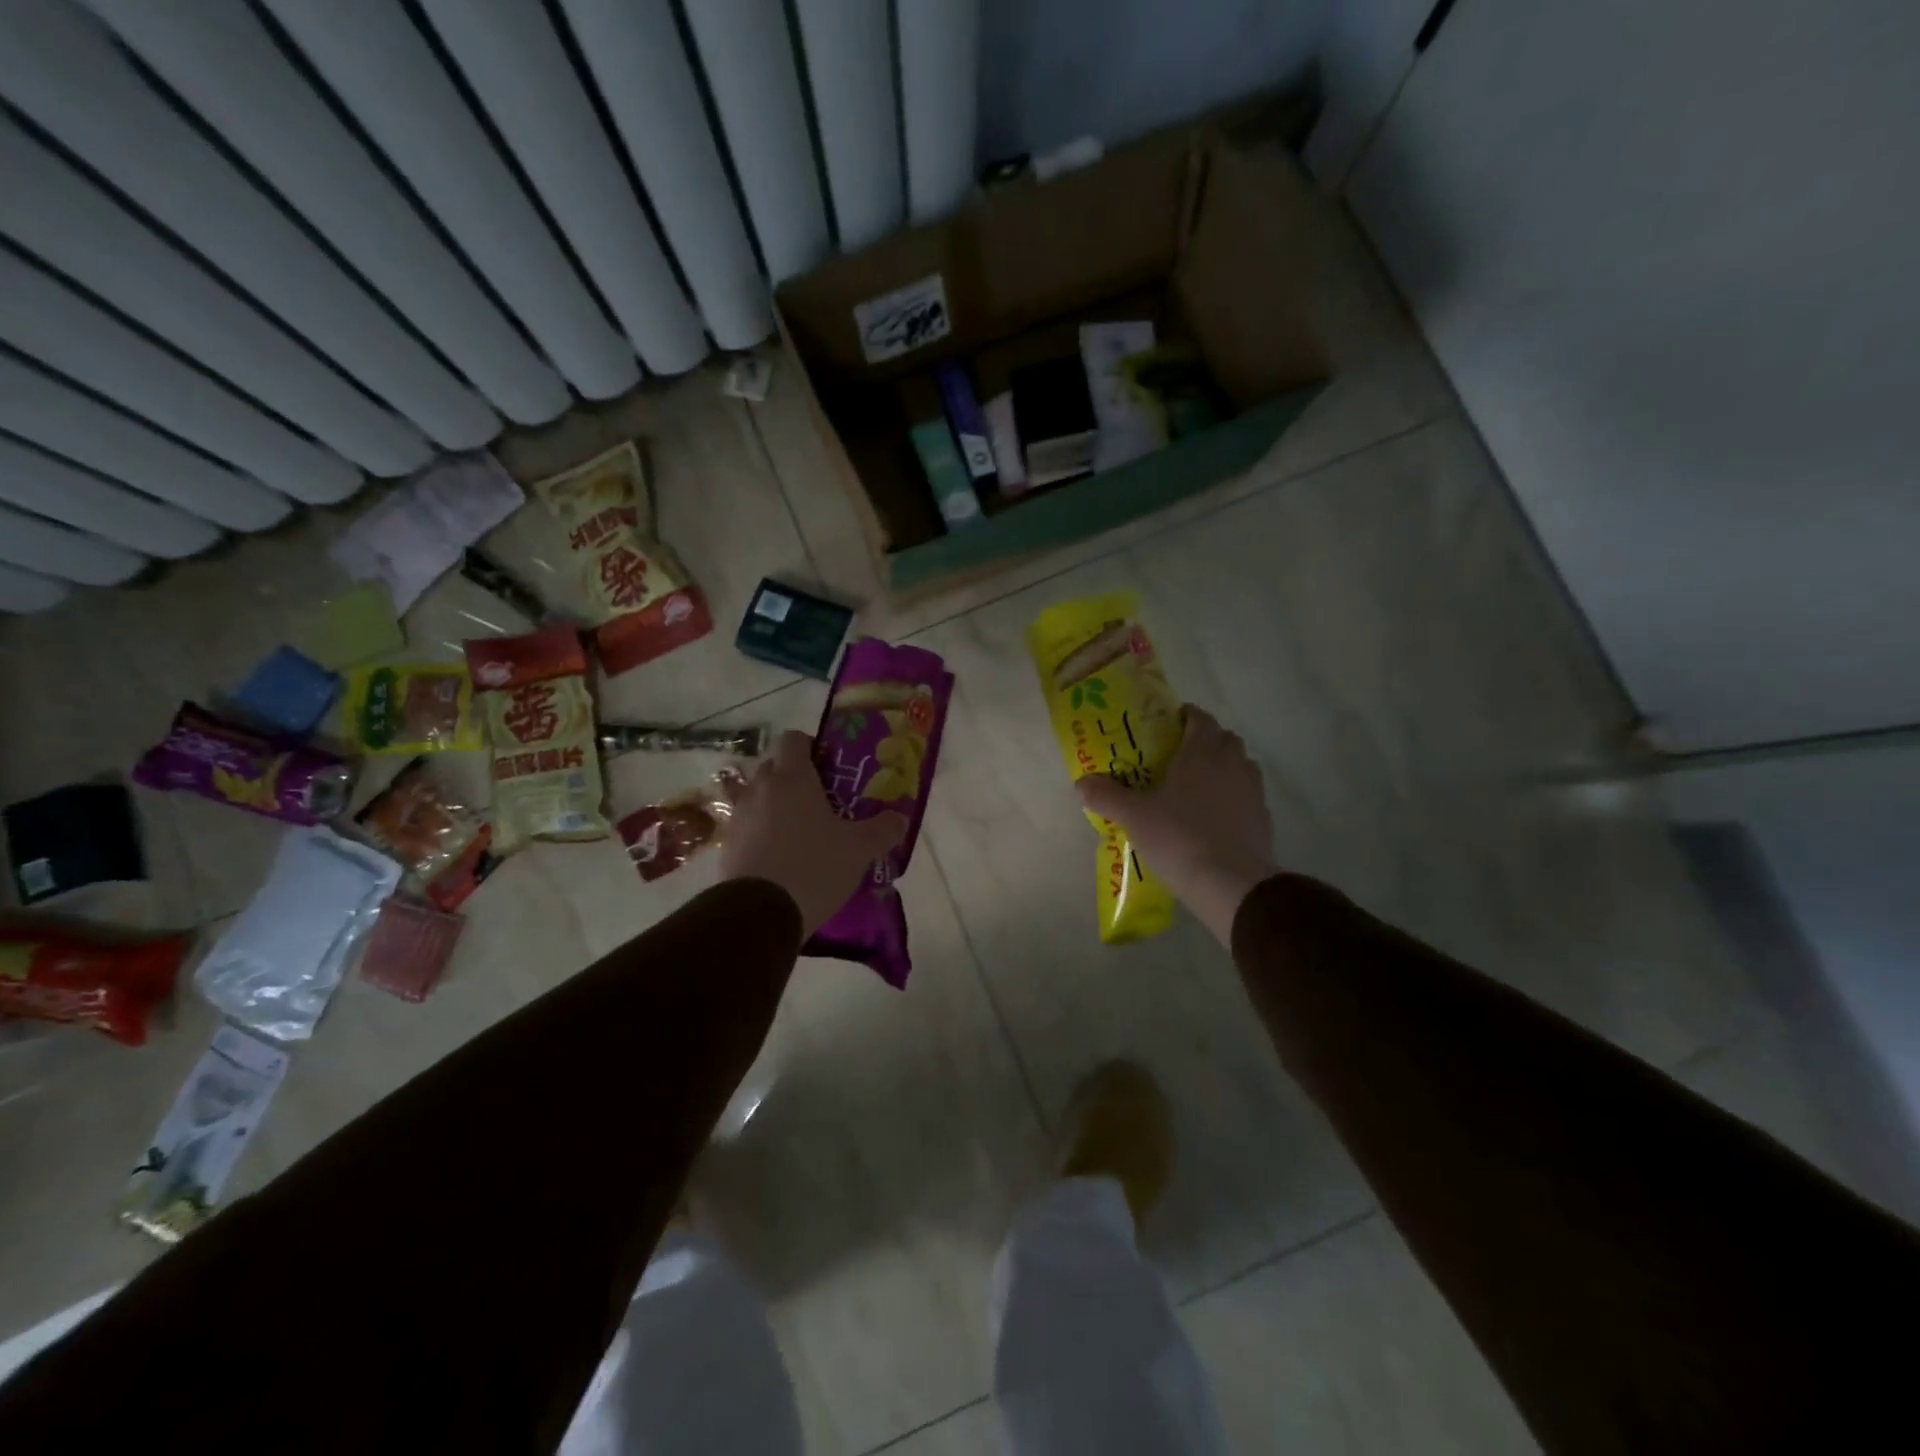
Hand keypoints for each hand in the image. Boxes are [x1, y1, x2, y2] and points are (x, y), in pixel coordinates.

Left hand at [720, 730, 907, 936]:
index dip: (810, 747)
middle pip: (773, 766)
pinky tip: (780, 856)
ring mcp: (739, 816)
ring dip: (774, 805)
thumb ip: (883, 830)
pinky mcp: (727, 845)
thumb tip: (900, 819)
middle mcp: (761, 788)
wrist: (759, 914)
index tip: (828, 768)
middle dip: (793, 777)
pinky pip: (747, 826)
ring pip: (758, 796)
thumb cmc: (814, 867)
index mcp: (792, 778)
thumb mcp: (859, 850)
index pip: (793, 739)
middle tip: (820, 800)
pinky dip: (761, 832)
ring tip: (799, 830)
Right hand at [1076, 706, 1276, 945]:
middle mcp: (1232, 763)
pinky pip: (1246, 795)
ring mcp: (1252, 790)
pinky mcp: (1263, 817)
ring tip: (1196, 787)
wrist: (1232, 884)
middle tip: (1177, 758)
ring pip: (1239, 765)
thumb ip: (1107, 796)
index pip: (1199, 717)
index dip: (1184, 716)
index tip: (1167, 726)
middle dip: (1204, 741)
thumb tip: (1081, 782)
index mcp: (1201, 752)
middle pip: (1223, 738)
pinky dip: (1232, 796)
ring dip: (1222, 767)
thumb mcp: (1134, 817)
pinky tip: (1214, 817)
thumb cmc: (1180, 838)